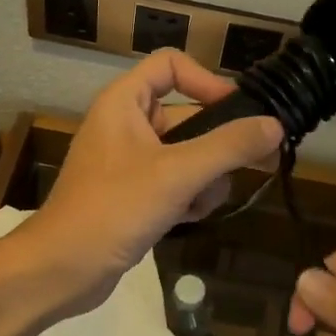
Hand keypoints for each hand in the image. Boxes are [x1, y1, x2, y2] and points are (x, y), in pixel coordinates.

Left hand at [19, 50, 282, 314]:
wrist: (60, 270)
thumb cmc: (113, 209)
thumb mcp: (176, 174)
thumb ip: (228, 147)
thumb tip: (275, 125)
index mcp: (124, 101)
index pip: (171, 65)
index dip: (207, 80)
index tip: (239, 112)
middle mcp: (126, 124)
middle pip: (188, 114)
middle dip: (216, 145)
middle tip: (255, 164)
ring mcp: (130, 161)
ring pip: (188, 154)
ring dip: (205, 177)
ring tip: (200, 202)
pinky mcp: (134, 194)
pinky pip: (176, 182)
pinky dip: (188, 196)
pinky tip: (188, 218)